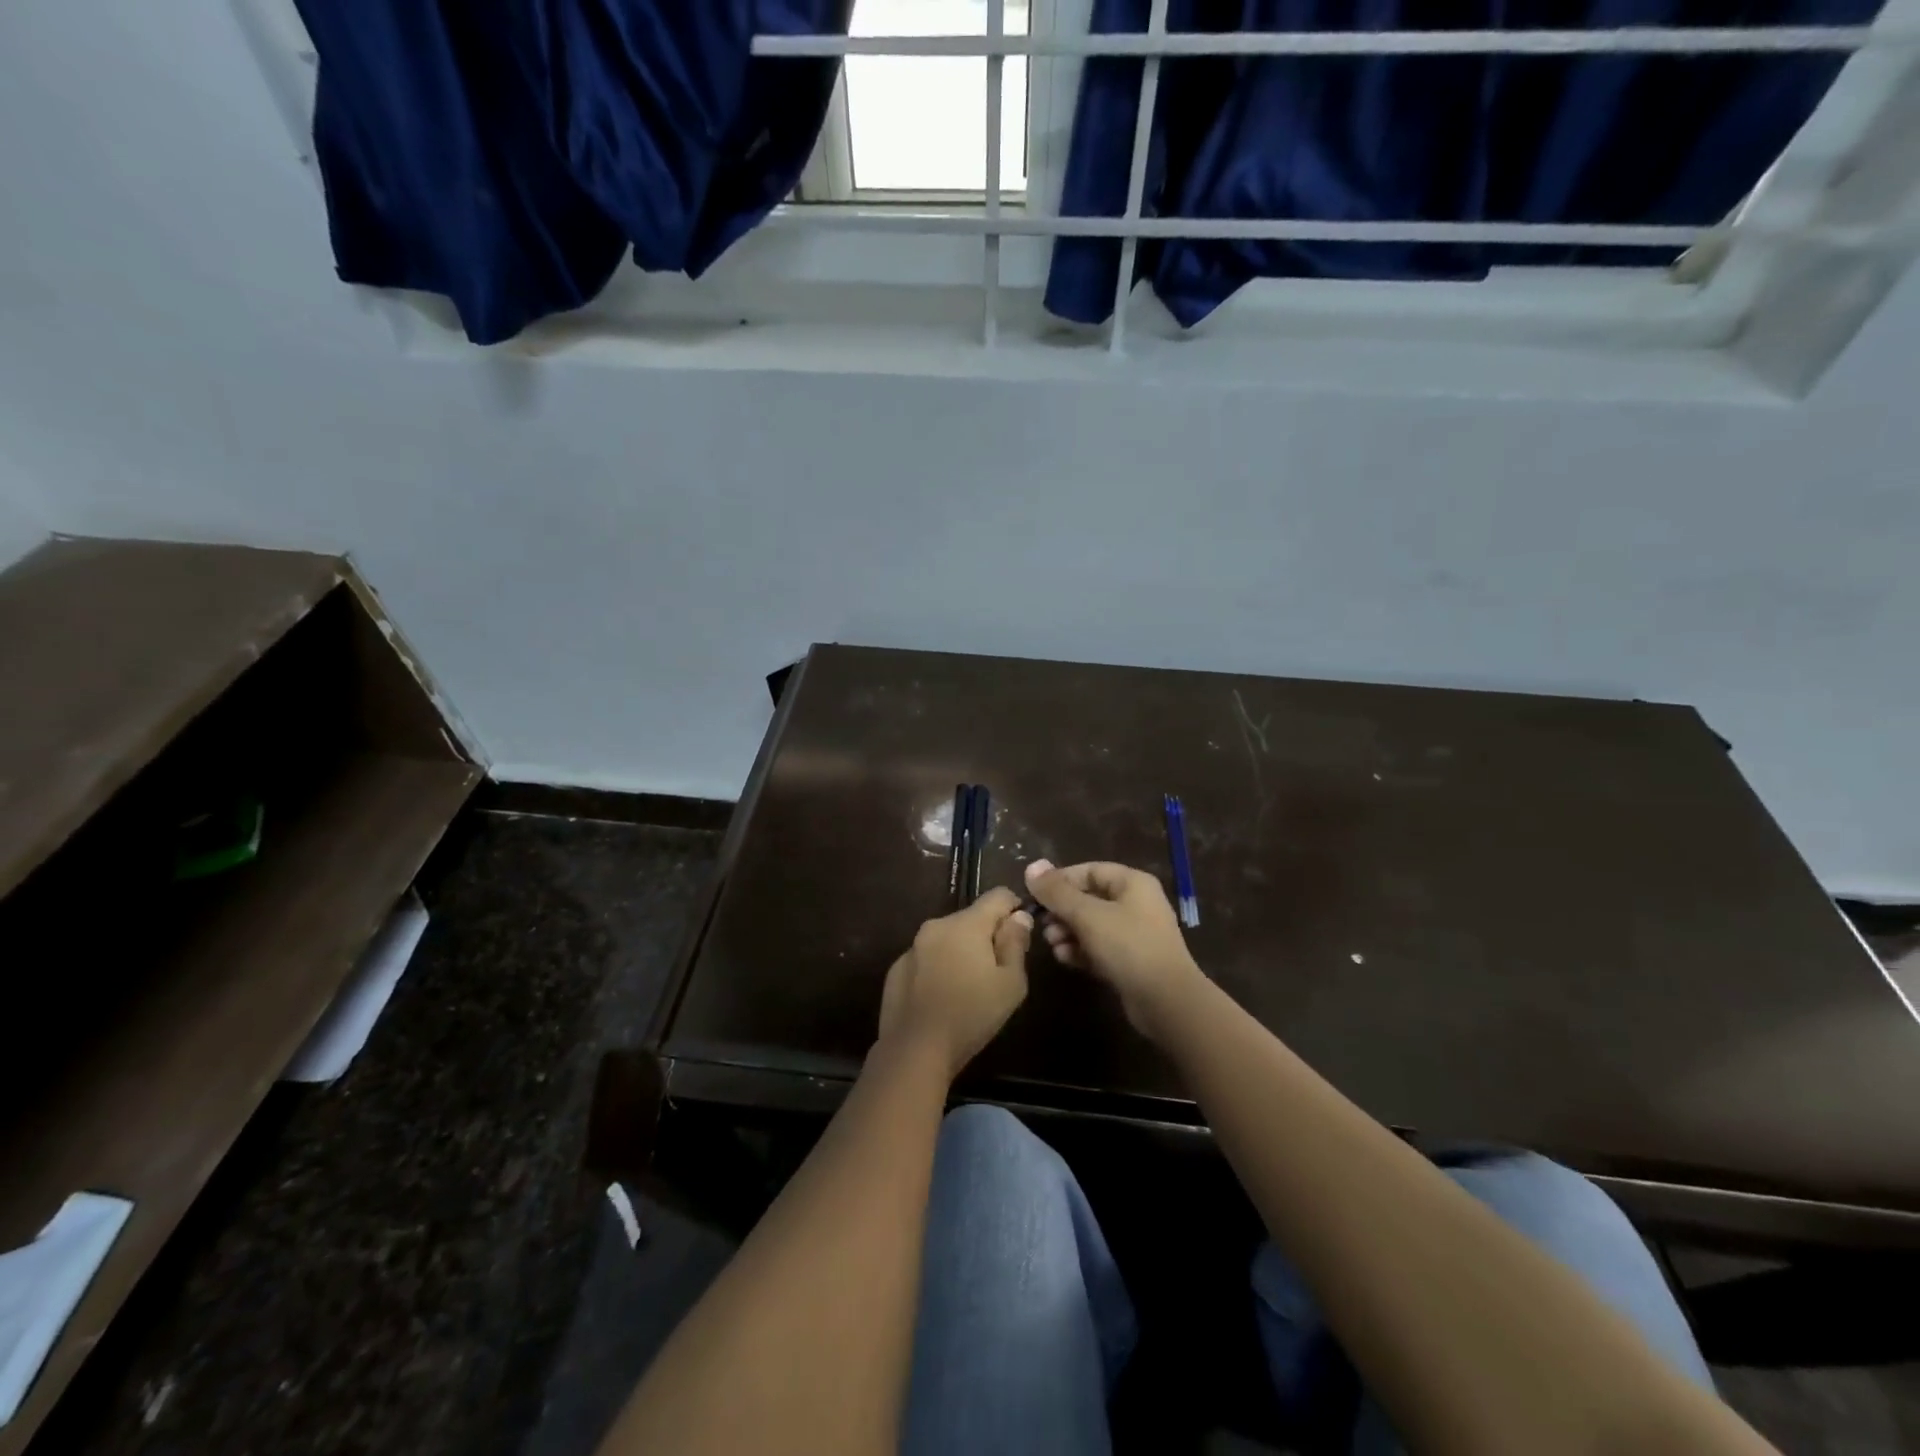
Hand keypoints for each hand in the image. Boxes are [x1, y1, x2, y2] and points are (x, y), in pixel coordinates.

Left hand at [878, 888, 1032, 1079]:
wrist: (914, 1050)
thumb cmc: (971, 1015)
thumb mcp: (1011, 984)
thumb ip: (1016, 943)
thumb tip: (1018, 917)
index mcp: (967, 923)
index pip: (998, 895)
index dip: (1015, 908)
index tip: (1020, 934)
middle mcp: (937, 925)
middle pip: (972, 918)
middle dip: (987, 935)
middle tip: (997, 971)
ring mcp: (913, 946)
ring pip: (948, 938)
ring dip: (962, 951)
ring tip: (969, 987)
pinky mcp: (897, 968)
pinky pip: (927, 957)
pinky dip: (939, 967)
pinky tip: (942, 997)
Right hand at [1024, 859, 1204, 1039]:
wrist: (1166, 1002)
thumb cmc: (1128, 946)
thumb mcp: (1087, 915)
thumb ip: (1057, 892)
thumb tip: (1032, 866)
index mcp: (1132, 883)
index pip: (1089, 870)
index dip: (1061, 880)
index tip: (1036, 895)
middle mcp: (1136, 903)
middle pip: (1089, 898)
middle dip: (1062, 911)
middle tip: (1043, 924)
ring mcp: (1134, 934)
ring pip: (1092, 925)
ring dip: (1068, 932)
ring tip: (1052, 944)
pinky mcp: (1130, 961)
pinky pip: (1099, 948)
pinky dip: (1081, 951)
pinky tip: (1064, 959)